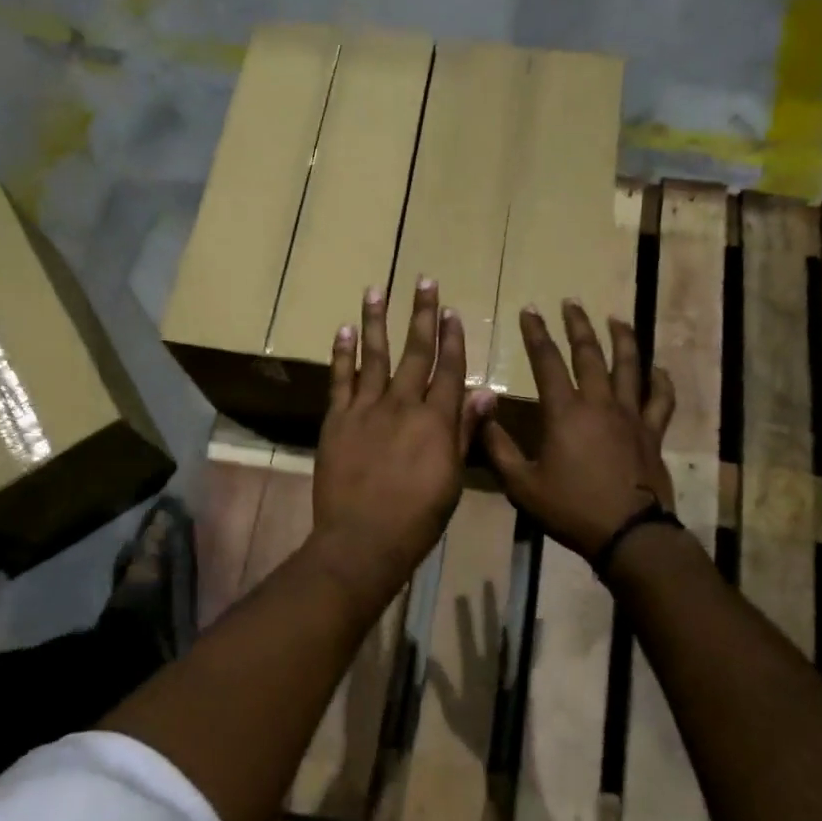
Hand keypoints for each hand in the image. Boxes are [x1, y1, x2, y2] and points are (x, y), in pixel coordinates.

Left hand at [314, 279, 485, 595]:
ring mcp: (366, 409)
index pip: (448, 369)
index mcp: (435, 420)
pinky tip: (344, 330)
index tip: (453, 311)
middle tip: (424, 281)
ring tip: (377, 290)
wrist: (363, 539)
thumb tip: (485, 392)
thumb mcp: (452, 477)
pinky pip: (339, 380)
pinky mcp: (337, 419)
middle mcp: (402, 404)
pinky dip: (342, 354)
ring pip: (373, 355)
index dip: (453, 338)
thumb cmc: (418, 517)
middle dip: (422, 314)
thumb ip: (465, 431)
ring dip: (376, 320)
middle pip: (415, 351)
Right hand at [481, 301, 676, 560]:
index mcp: (565, 413)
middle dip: (577, 325)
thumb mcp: (522, 485)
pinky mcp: (652, 433)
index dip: (536, 334)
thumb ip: (498, 448)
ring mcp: (631, 416)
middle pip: (589, 354)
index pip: (547, 362)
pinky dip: (660, 381)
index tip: (530, 310)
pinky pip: (661, 399)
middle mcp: (600, 404)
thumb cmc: (571, 509)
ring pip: (629, 366)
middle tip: (571, 302)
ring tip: (616, 318)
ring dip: (621, 339)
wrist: (630, 534)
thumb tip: (481, 413)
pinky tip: (657, 368)